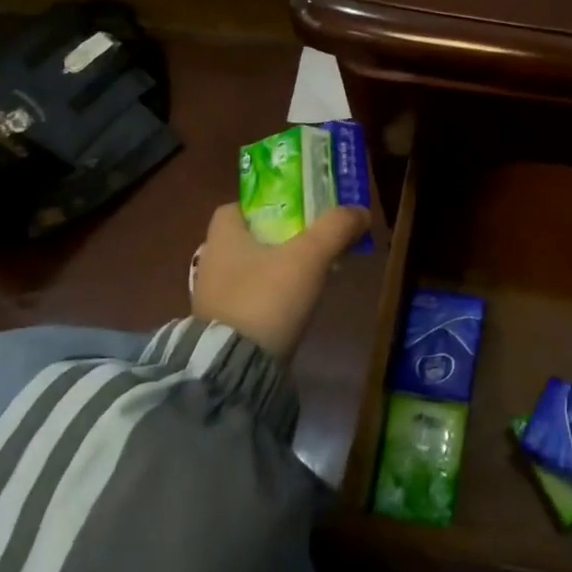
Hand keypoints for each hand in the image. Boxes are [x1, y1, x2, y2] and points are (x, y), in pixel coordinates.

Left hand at [191, 202, 369, 359]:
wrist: (236, 367)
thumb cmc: (266, 297)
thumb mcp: (309, 257)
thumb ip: (336, 228)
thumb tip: (361, 210)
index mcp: (222, 235)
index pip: (240, 206)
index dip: (270, 204)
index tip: (300, 212)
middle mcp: (211, 260)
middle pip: (250, 237)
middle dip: (281, 238)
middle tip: (315, 242)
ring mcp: (214, 296)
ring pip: (252, 269)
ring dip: (279, 269)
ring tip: (313, 275)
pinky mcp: (222, 325)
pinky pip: (251, 298)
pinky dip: (272, 296)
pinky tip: (296, 305)